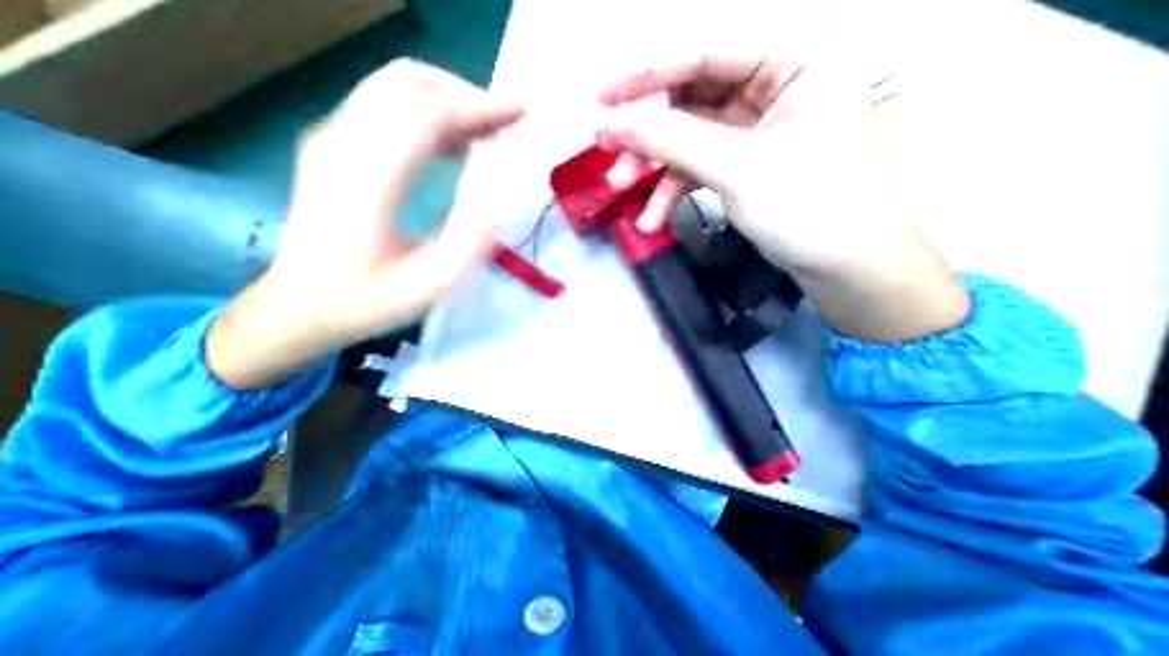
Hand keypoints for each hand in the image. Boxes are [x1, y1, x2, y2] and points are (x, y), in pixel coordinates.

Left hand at [206, 58, 525, 388]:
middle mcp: (343, 143)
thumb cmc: (371, 301)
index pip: (428, 112)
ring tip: (491, 134)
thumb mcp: (433, 283)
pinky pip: (388, 108)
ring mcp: (333, 139)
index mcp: (367, 179)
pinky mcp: (336, 146)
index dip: (480, 107)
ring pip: (397, 88)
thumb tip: (497, 183)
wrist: (303, 305)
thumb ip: (471, 234)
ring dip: (451, 102)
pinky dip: (431, 115)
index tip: (522, 115)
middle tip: (508, 124)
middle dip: (468, 95)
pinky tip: (458, 144)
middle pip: (409, 82)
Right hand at [597, 43, 974, 339]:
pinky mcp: (745, 168)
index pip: (706, 53)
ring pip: (689, 140)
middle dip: (648, 133)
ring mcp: (756, 133)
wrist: (846, 269)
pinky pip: (699, 170)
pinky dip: (673, 193)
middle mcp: (773, 89)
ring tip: (621, 192)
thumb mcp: (737, 169)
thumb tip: (613, 123)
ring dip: (654, 169)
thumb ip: (672, 141)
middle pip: (691, 100)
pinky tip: (654, 218)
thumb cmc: (810, 208)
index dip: (647, 74)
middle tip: (608, 152)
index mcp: (792, 62)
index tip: (602, 98)